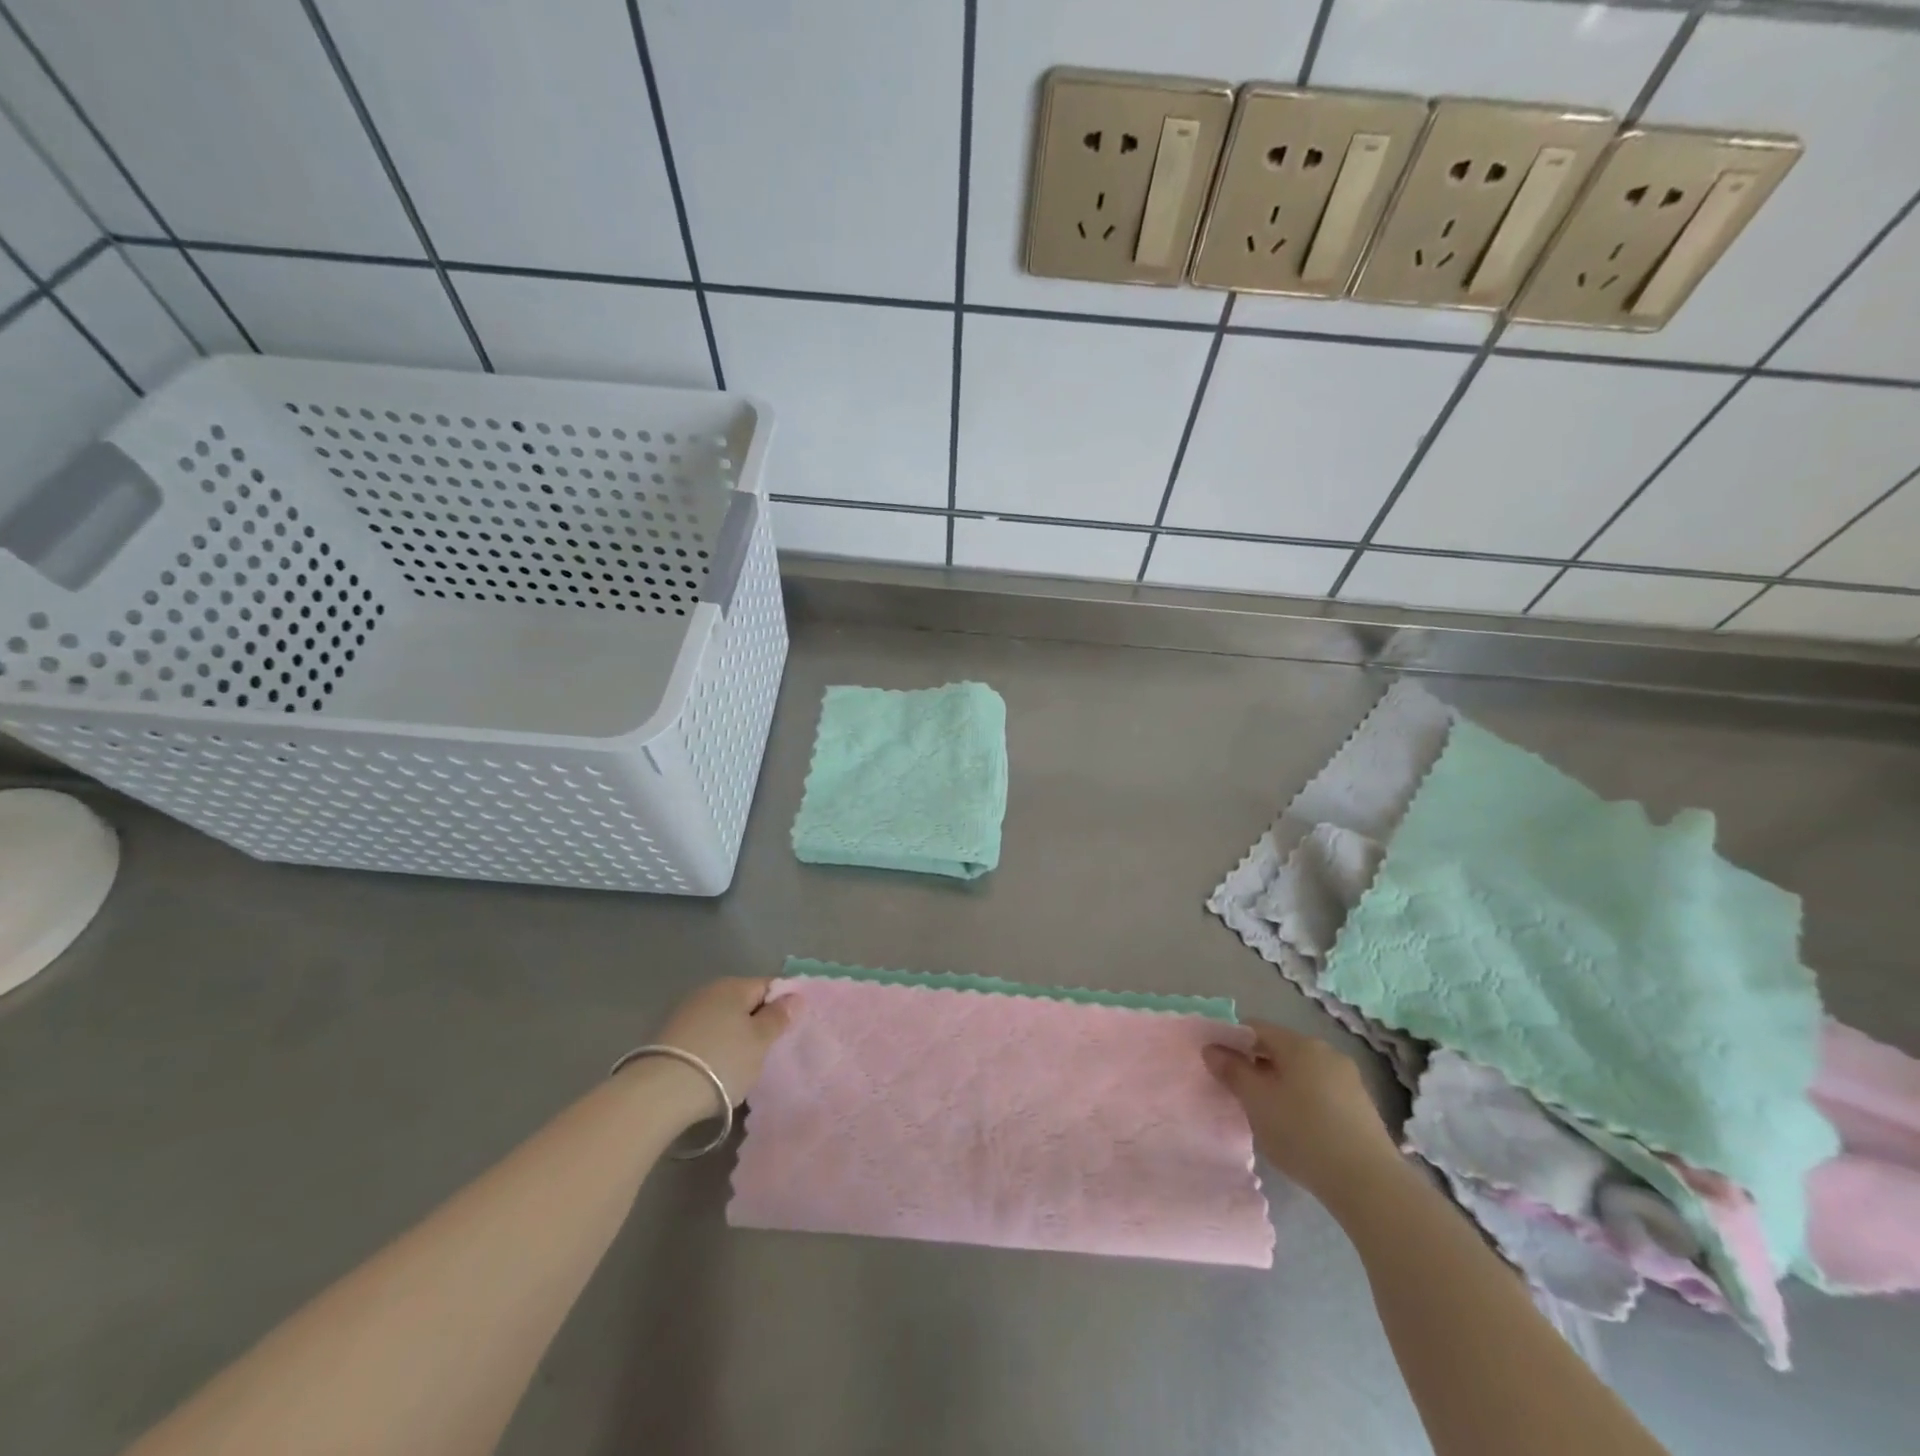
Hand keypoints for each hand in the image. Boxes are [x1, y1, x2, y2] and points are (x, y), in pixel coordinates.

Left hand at [648, 977, 795, 1109]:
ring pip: (723, 1020)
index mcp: (733, 985)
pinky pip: (704, 1036)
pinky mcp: (669, 1037)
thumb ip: (778, 1017)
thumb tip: (793, 996)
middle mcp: (708, 991)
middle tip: (769, 1051)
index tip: (789, 1030)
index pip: (768, 986)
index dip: (783, 1005)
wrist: (659, 1093)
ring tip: (743, 1065)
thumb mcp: (760, 1041)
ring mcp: (686, 1013)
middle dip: (757, 1022)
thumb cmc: (722, 1061)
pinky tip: (717, 1070)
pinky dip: (714, 1048)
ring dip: (734, 1037)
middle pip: (744, 1002)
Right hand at [1203, 1020, 1399, 1206]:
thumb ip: (1231, 1071)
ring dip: (1280, 1084)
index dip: (1232, 1042)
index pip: (1254, 1028)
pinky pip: (1321, 1091)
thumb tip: (1212, 1049)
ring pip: (1301, 1071)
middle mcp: (1325, 1051)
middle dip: (1256, 1066)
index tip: (1219, 1067)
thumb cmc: (1302, 1133)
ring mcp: (1348, 1079)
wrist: (1369, 1184)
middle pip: (1280, 1048)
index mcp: (1299, 1043)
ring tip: (1268, 1115)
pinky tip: (1299, 1129)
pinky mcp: (1362, 1106)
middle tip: (1240, 1094)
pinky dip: (1304, 1100)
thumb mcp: (1256, 1101)